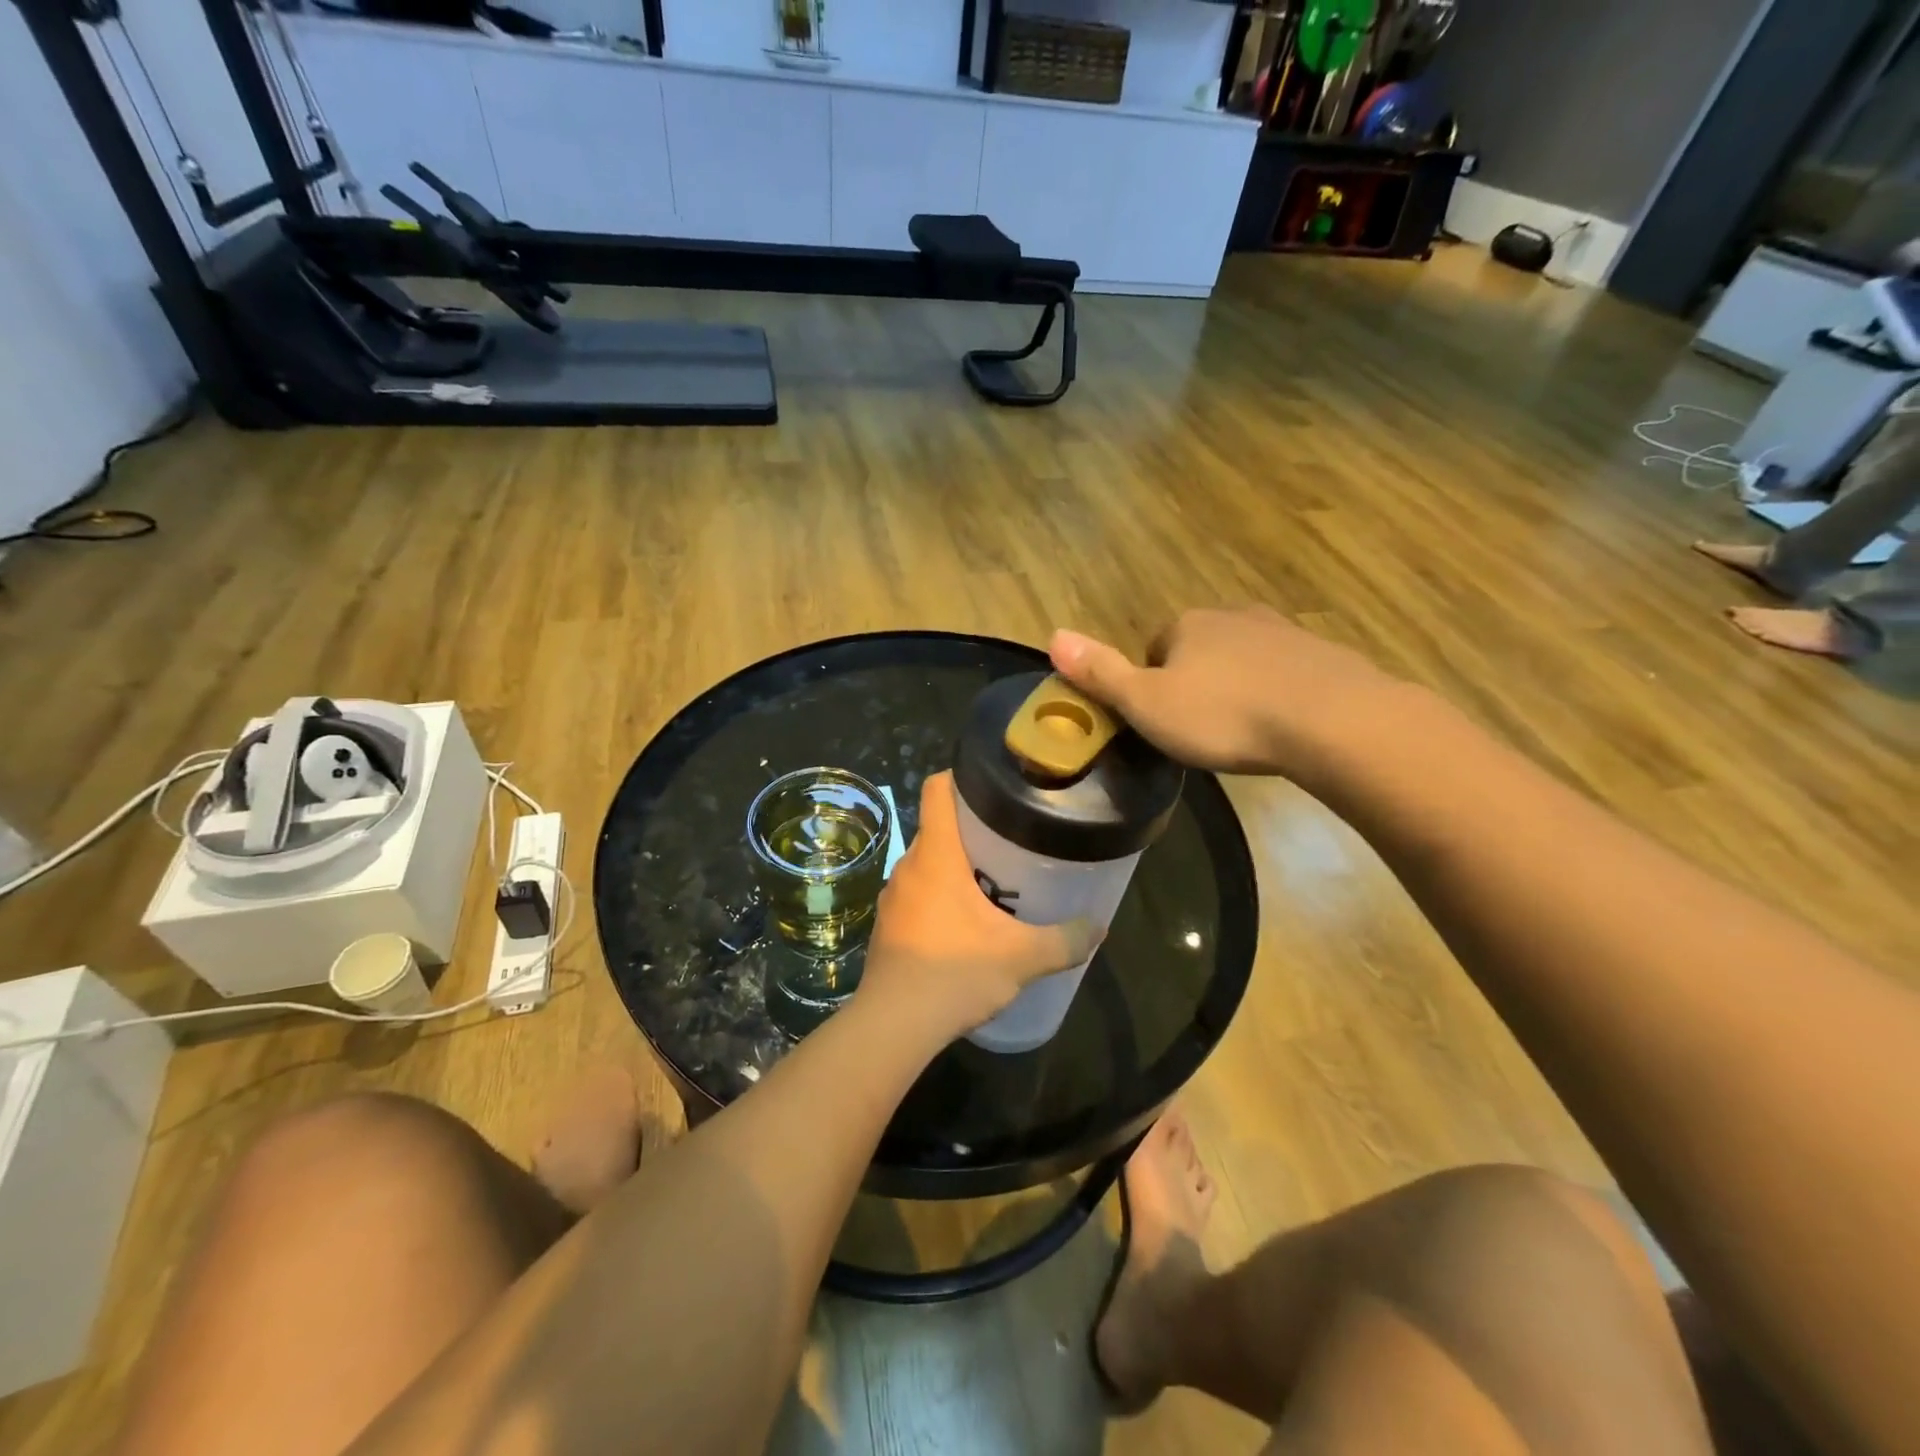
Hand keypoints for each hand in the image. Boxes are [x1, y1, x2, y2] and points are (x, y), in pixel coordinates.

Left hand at [859, 773, 1099, 1041]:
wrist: (893, 1026)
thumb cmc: (955, 973)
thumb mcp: (1021, 958)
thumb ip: (1064, 940)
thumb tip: (1099, 927)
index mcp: (936, 855)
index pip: (938, 789)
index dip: (961, 776)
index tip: (992, 783)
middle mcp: (908, 866)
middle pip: (937, 826)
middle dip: (971, 828)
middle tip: (1010, 840)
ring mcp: (893, 897)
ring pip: (927, 863)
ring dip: (955, 866)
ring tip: (993, 881)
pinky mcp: (887, 926)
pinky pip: (916, 894)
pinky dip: (939, 896)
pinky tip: (964, 924)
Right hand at [1049, 606, 1410, 778]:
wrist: (1330, 720)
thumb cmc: (1223, 715)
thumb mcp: (1147, 703)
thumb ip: (1100, 672)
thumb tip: (1052, 635)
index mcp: (1186, 625)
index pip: (1154, 649)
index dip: (1152, 685)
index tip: (1162, 722)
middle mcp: (1232, 616)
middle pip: (1198, 650)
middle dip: (1195, 683)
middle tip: (1200, 731)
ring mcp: (1281, 631)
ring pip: (1242, 659)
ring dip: (1236, 687)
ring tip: (1241, 732)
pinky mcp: (1321, 654)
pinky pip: (1284, 673)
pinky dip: (1276, 694)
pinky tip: (1281, 727)